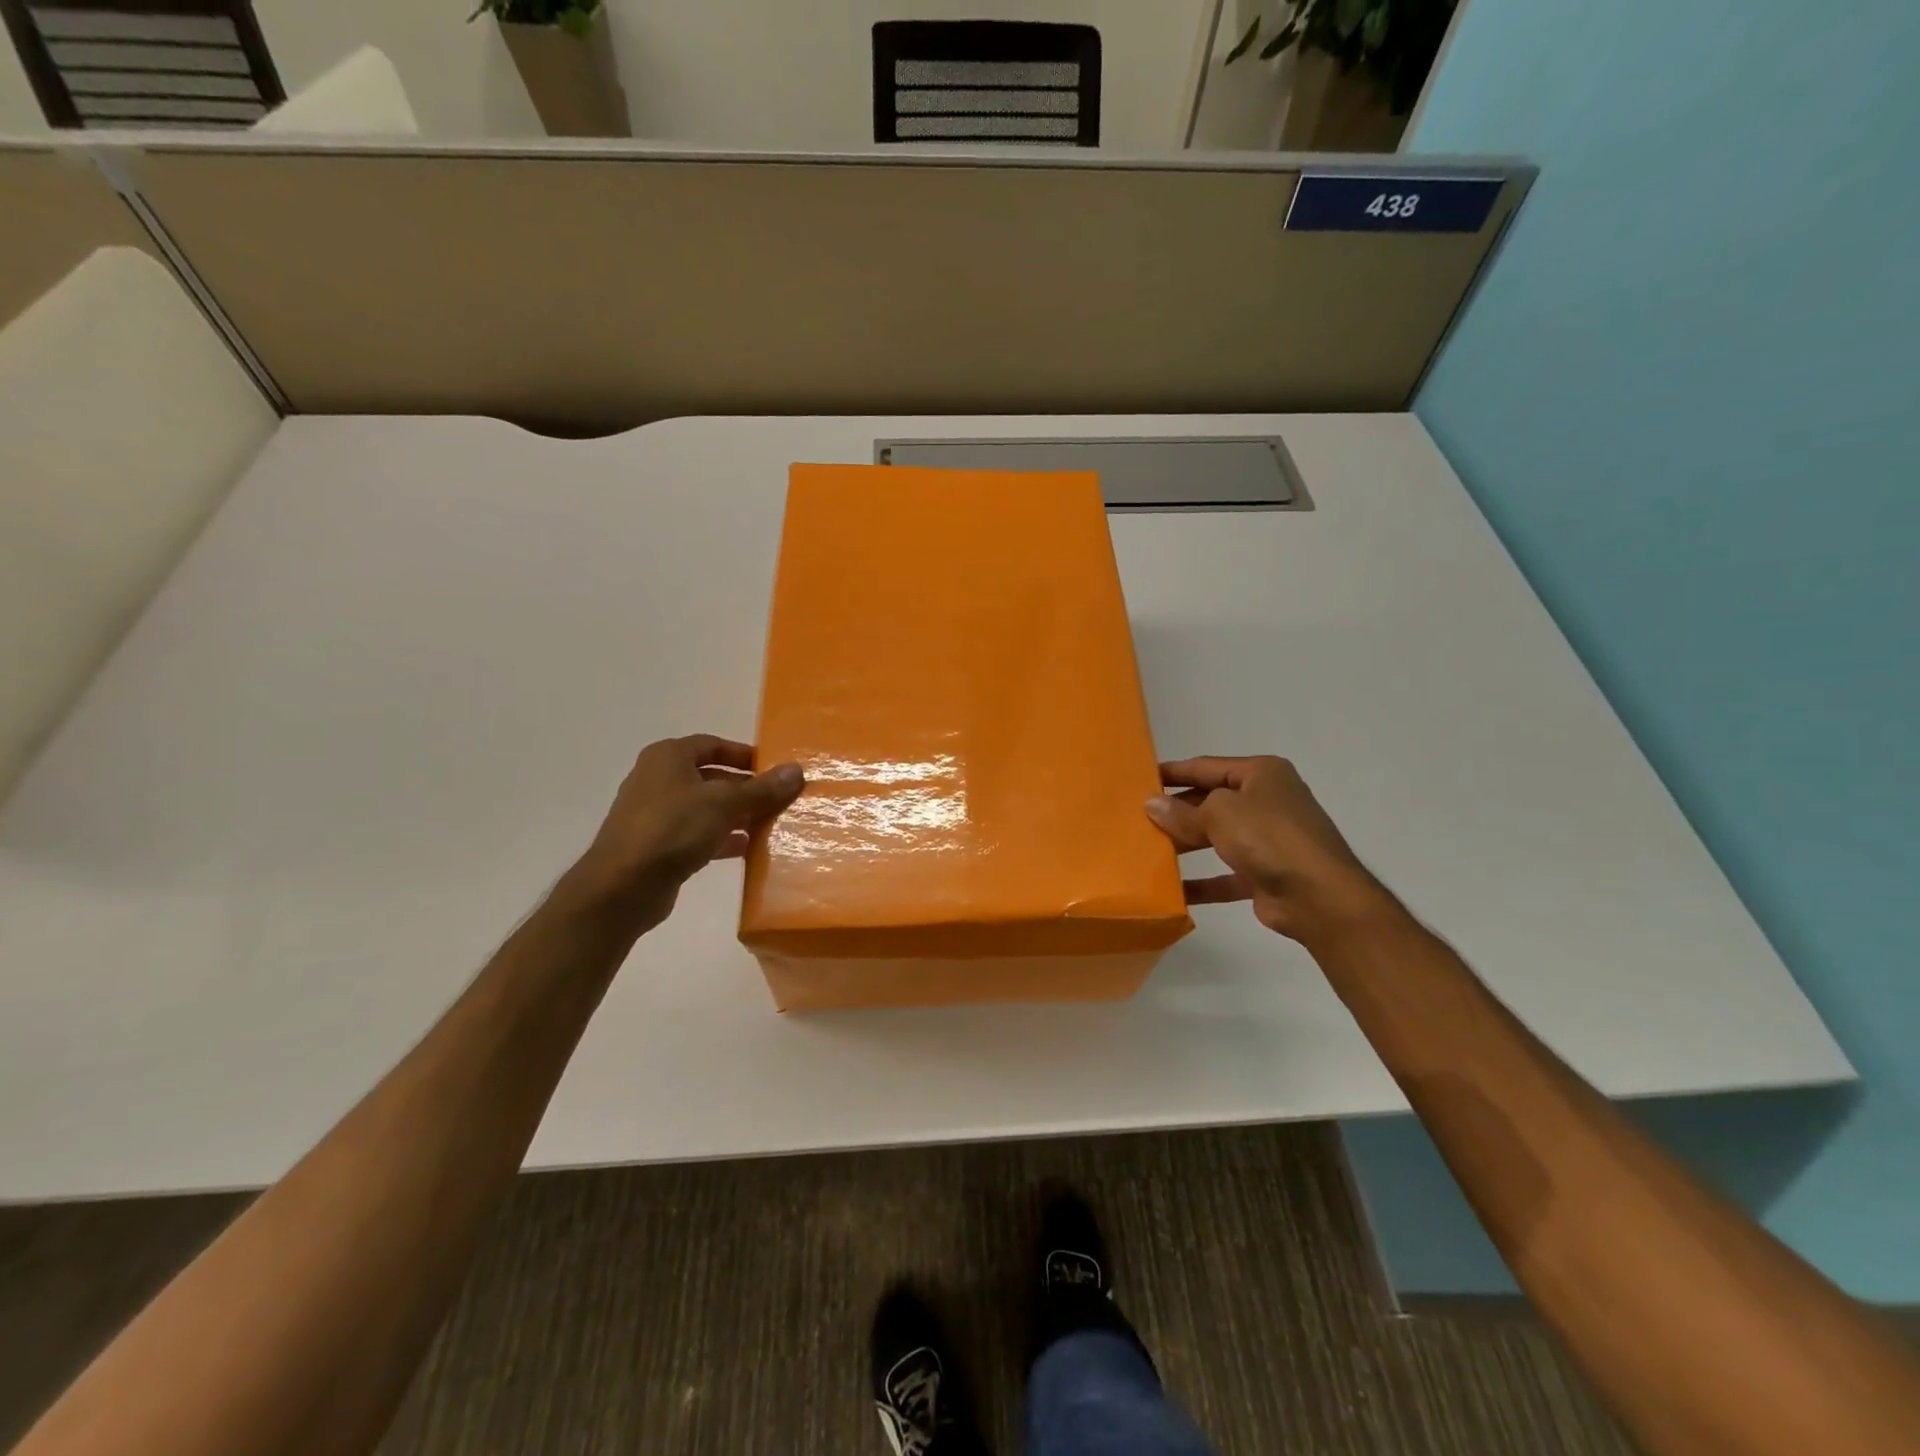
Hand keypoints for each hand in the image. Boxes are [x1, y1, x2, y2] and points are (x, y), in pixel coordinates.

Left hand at [568, 735, 803, 925]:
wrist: (623, 886)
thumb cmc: (673, 828)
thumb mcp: (725, 803)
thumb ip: (762, 788)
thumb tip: (797, 770)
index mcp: (668, 757)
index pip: (713, 745)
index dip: (745, 754)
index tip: (774, 769)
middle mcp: (658, 779)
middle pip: (711, 777)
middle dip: (746, 788)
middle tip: (778, 799)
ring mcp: (655, 814)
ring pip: (706, 808)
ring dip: (736, 815)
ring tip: (770, 825)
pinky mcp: (657, 846)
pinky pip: (697, 834)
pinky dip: (721, 838)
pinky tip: (747, 849)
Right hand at [1144, 756, 1391, 941]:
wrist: (1319, 897)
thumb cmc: (1269, 837)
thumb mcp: (1219, 814)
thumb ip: (1182, 811)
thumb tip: (1152, 804)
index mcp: (1261, 774)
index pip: (1207, 766)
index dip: (1174, 772)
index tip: (1141, 778)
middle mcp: (1267, 802)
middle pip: (1211, 801)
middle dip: (1177, 811)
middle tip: (1138, 818)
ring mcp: (1268, 840)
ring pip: (1216, 837)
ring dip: (1185, 844)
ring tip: (1148, 849)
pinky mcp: (1266, 875)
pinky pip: (1225, 875)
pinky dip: (1201, 882)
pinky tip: (1172, 890)